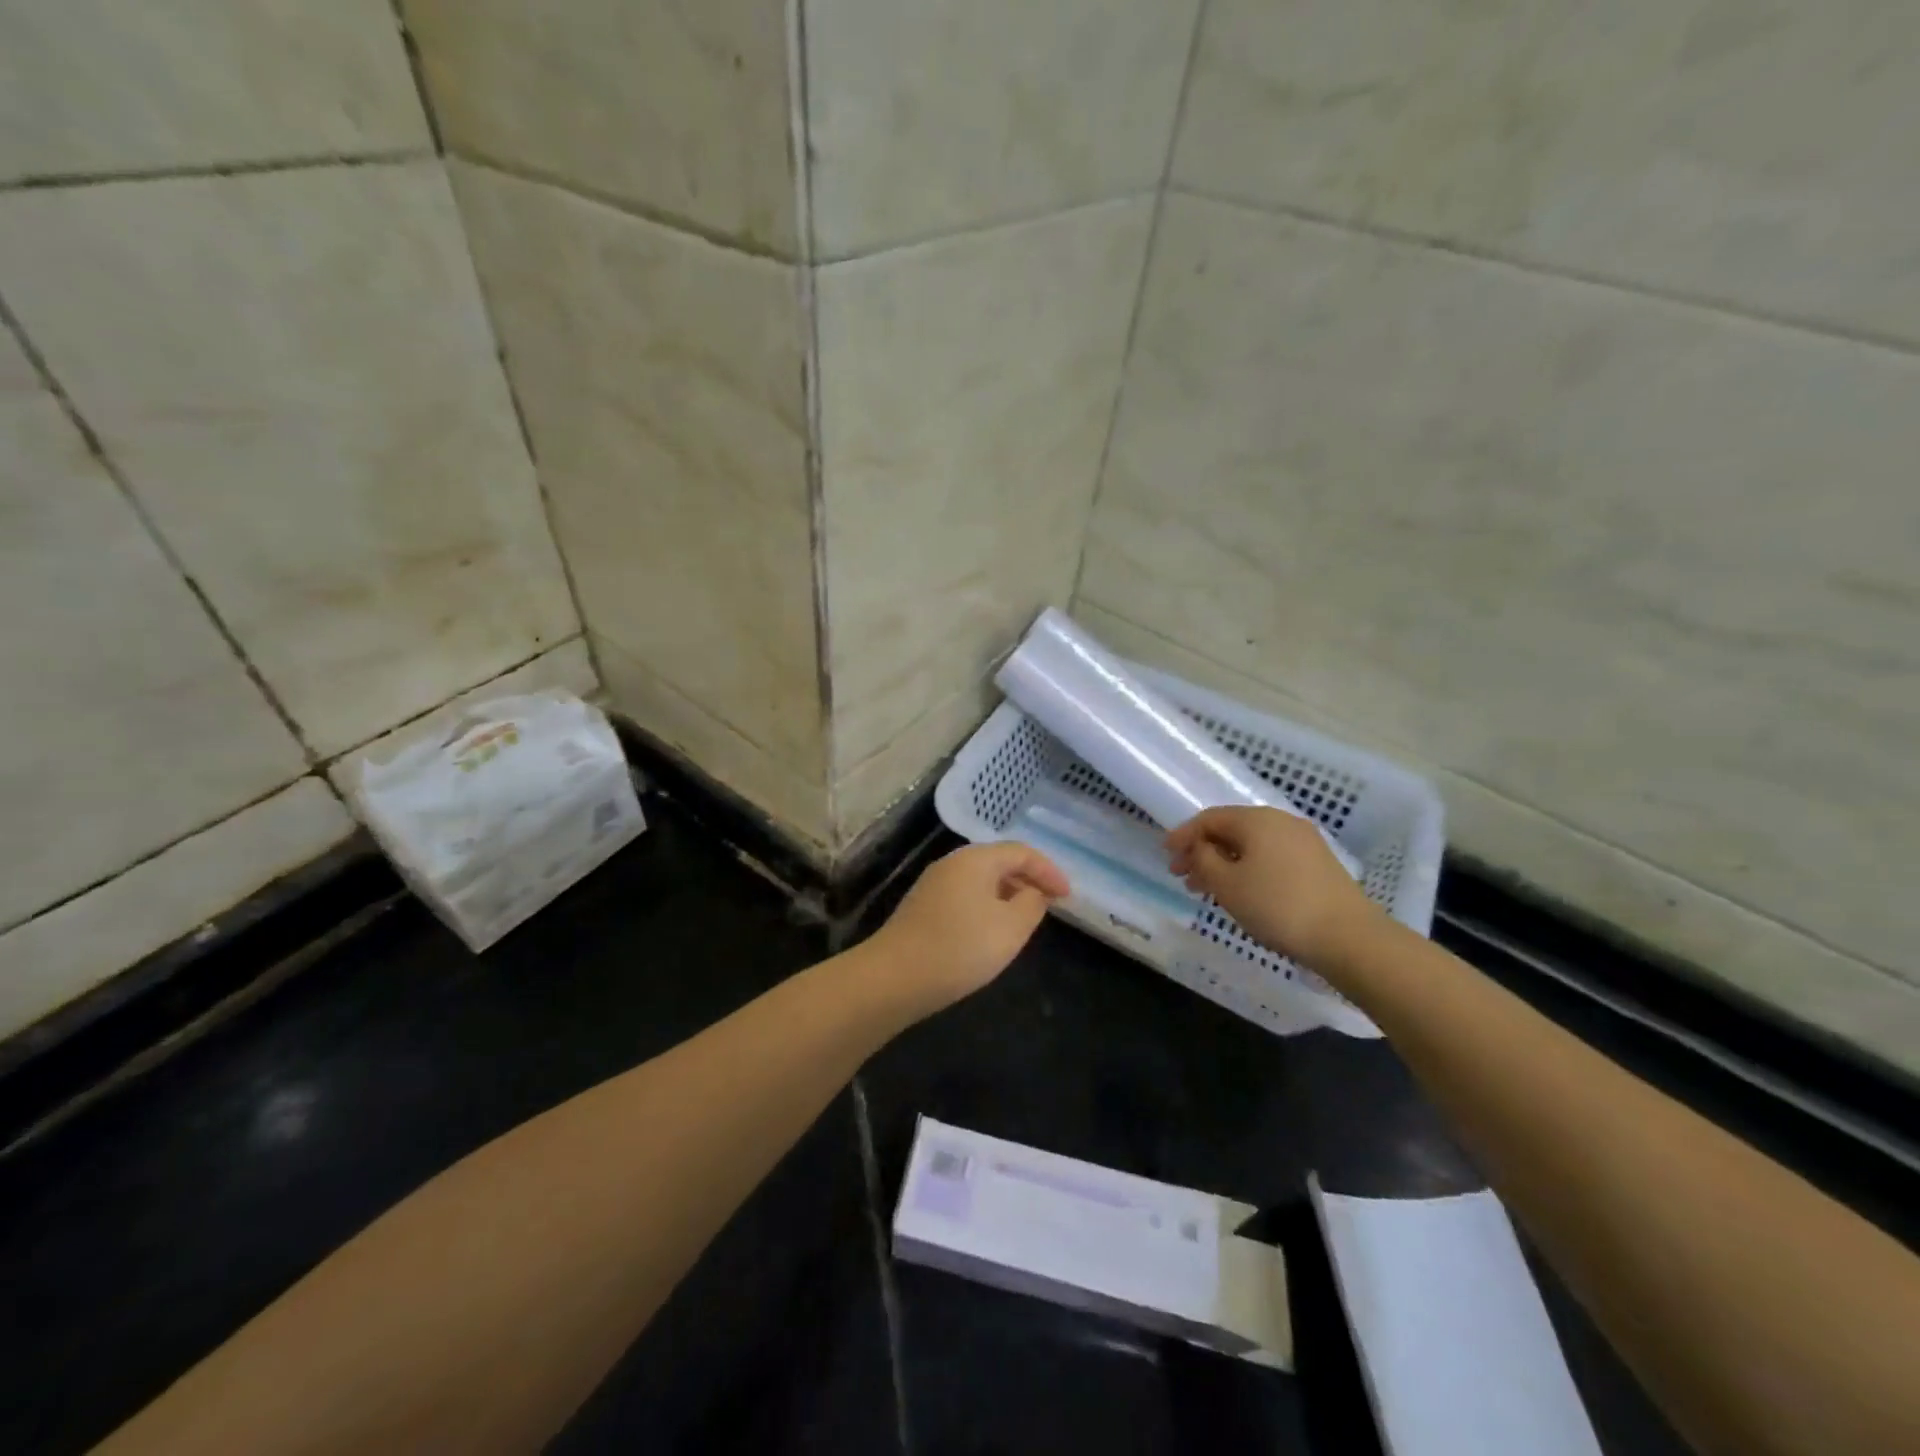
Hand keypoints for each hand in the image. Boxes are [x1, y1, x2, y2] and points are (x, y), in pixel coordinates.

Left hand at [865, 843, 1069, 1012]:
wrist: (895, 977)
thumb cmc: (961, 947)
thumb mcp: (1011, 927)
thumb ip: (1032, 904)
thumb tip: (1034, 892)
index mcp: (976, 858)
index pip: (1021, 852)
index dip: (1049, 871)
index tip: (1068, 896)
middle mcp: (952, 862)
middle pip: (999, 861)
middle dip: (1028, 880)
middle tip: (1049, 905)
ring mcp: (933, 884)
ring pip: (980, 880)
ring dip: (1007, 894)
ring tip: (1024, 919)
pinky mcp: (922, 907)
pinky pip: (965, 896)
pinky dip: (986, 906)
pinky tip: (990, 932)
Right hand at [1165, 807, 1380, 968]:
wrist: (1348, 937)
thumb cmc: (1277, 906)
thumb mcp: (1227, 884)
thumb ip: (1203, 860)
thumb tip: (1199, 848)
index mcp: (1256, 819)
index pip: (1209, 818)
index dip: (1183, 835)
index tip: (1166, 855)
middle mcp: (1281, 821)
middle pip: (1231, 830)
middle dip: (1203, 851)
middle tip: (1182, 876)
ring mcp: (1303, 842)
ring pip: (1252, 846)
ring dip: (1224, 863)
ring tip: (1206, 890)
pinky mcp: (1318, 864)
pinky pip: (1271, 857)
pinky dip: (1248, 869)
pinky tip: (1241, 893)